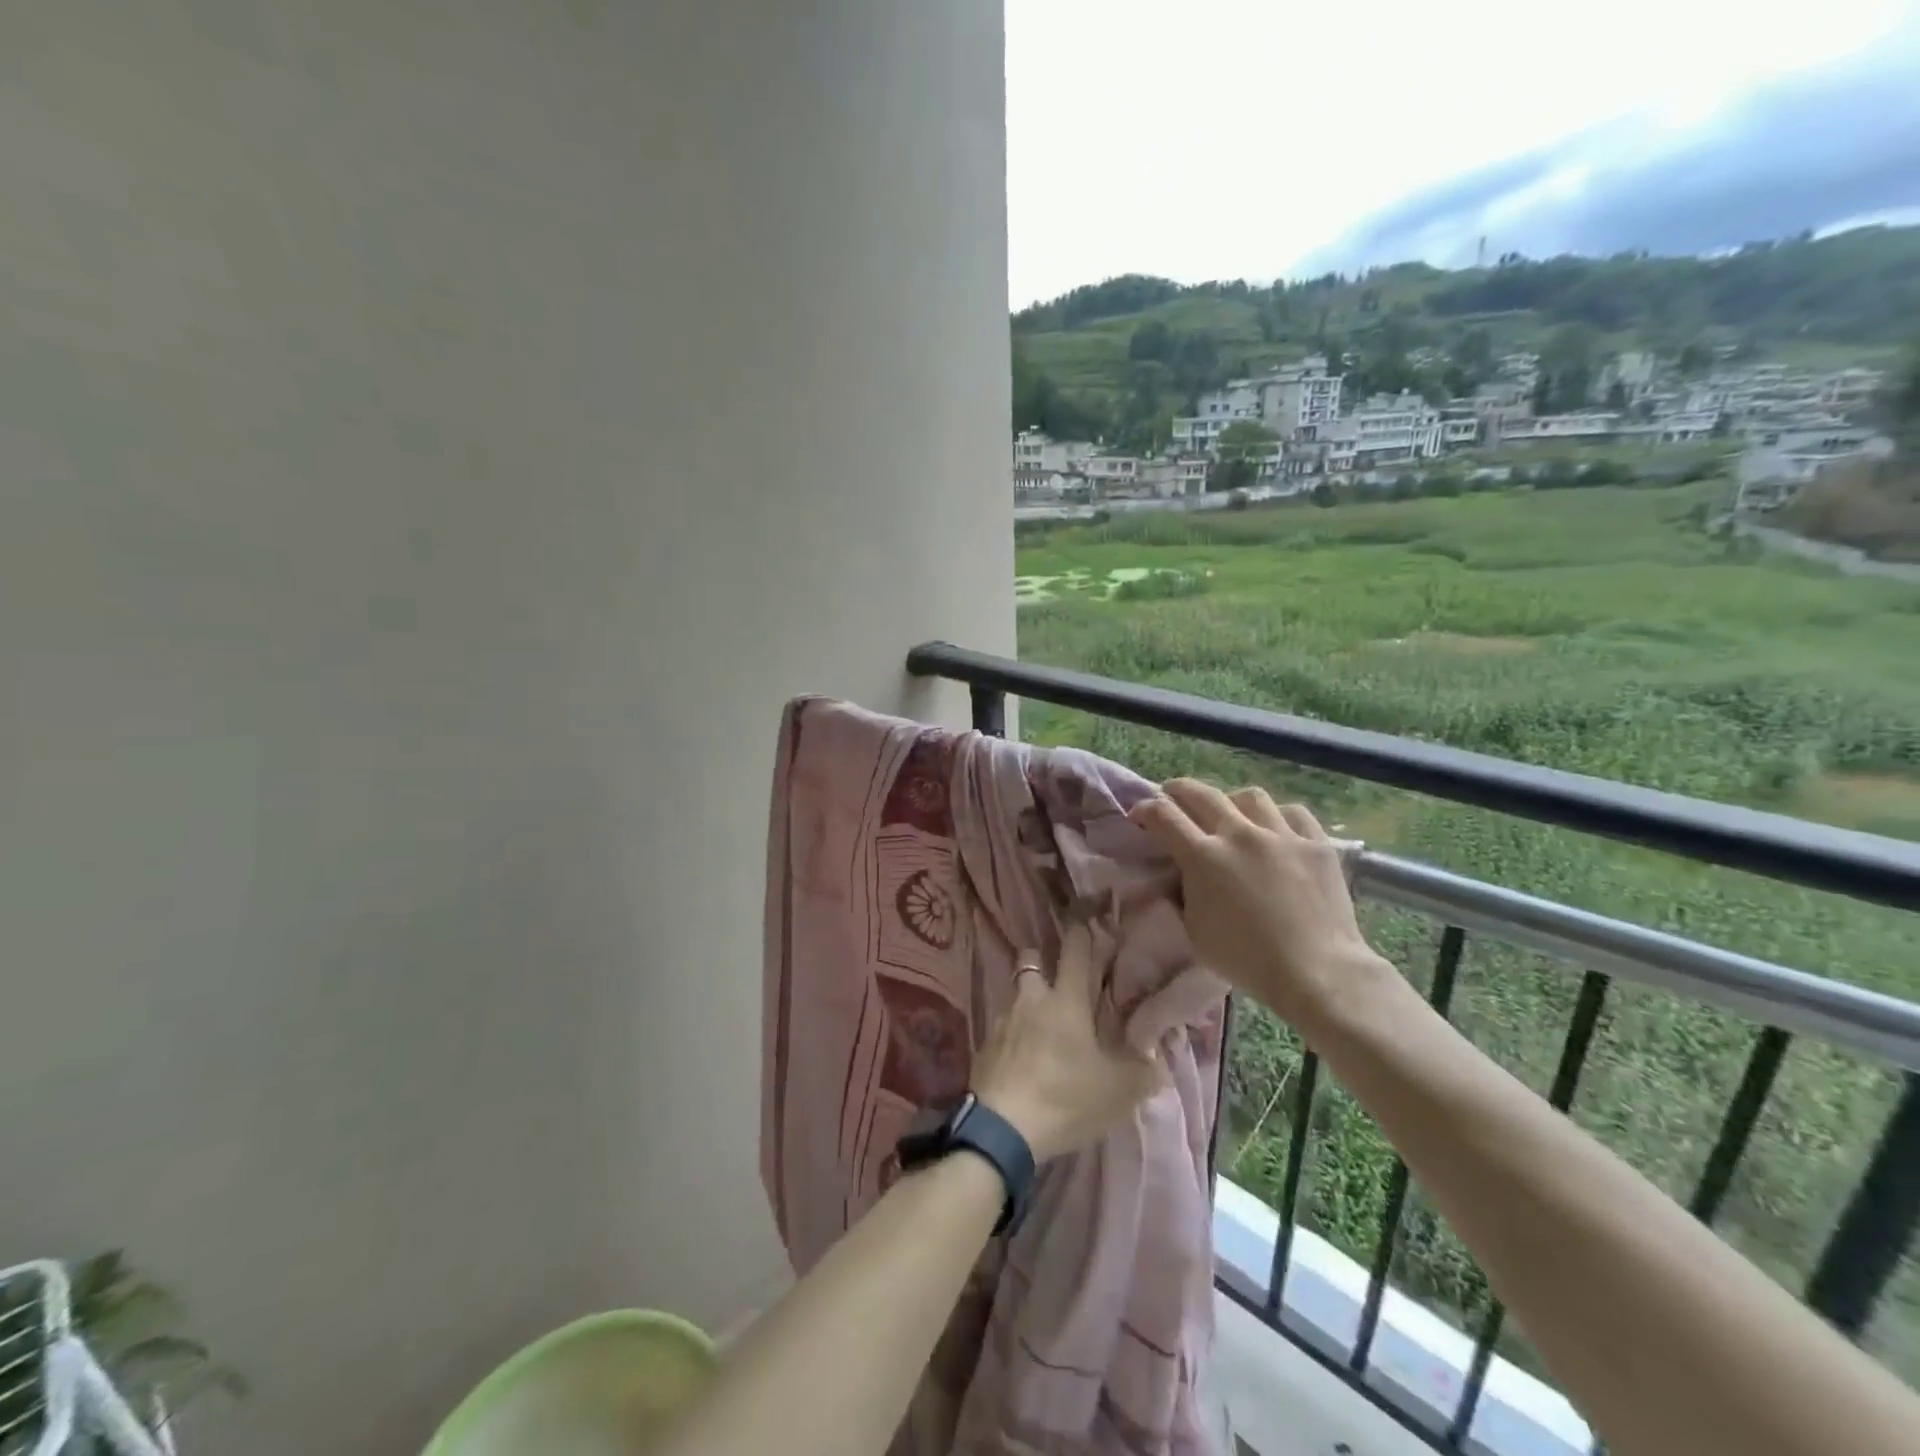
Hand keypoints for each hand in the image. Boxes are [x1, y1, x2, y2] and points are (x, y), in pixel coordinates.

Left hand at [971, 923, 1164, 1162]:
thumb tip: (1157, 1061)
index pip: (1074, 949)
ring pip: (1016, 995)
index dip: (1082, 933)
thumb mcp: (1118, 1092)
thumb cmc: (1065, 1099)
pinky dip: (1014, 1035)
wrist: (1002, 1129)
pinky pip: (1002, 1027)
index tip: (1088, 925)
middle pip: (1030, 960)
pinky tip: (1025, 1058)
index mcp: (1066, 999)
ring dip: (1028, 1003)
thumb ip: (1143, 1072)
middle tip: (1060, 982)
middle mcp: (1031, 999)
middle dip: (1042, 962)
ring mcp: (1002, 1020)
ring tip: (1044, 1029)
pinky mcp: (984, 1045)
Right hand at [1130, 780, 1391, 1026]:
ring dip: (1231, 801)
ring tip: (1230, 814)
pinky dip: (1278, 816)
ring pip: (1249, 796)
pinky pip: (1293, 813)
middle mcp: (1239, 835)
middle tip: (1171, 795)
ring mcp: (1281, 835)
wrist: (1317, 973)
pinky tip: (1276, 829)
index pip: (1164, 816)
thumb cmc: (1247, 960)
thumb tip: (1182, 874)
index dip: (1146, 809)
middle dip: (1178, 790)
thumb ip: (1184, 894)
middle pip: (1201, 794)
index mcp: (1203, 857)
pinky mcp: (1316, 843)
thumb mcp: (1195, 931)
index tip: (1140, 814)